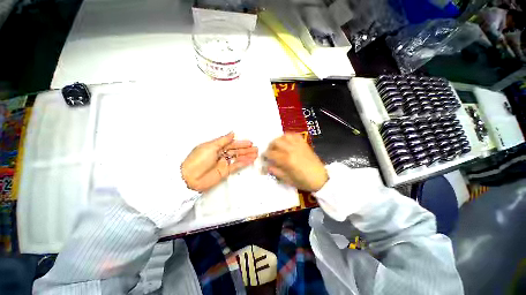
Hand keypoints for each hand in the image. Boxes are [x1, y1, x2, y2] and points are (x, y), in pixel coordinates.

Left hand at [181, 132, 257, 191]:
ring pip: (238, 158)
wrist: (189, 177)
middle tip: (256, 148)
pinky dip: (243, 163)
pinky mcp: (225, 171)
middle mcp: (221, 154)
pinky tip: (250, 160)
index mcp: (216, 147)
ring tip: (256, 154)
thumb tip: (232, 133)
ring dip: (247, 156)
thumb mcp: (210, 146)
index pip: (231, 144)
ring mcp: (224, 163)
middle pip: (236, 151)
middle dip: (246, 149)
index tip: (250, 142)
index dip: (241, 143)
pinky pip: (236, 166)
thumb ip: (223, 140)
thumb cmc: (197, 159)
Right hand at [264, 133, 327, 191]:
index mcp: (286, 160)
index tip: (264, 157)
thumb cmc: (303, 181)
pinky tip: (287, 141)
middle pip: (276, 142)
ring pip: (284, 136)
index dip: (265, 155)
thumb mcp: (287, 179)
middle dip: (270, 146)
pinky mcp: (304, 143)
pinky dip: (288, 136)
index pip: (271, 153)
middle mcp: (291, 149)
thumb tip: (267, 166)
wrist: (320, 178)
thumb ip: (276, 171)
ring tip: (278, 146)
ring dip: (278, 140)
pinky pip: (294, 135)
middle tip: (270, 151)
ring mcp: (298, 145)